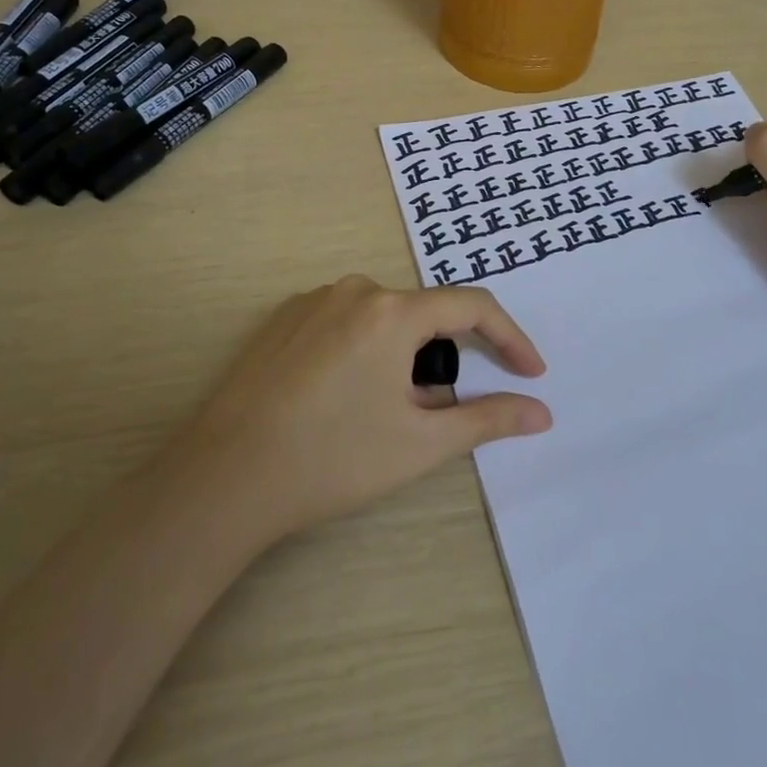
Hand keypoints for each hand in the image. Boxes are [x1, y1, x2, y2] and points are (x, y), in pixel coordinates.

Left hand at [167, 276, 549, 544]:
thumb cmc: (333, 459)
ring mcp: (314, 299)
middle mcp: (356, 289)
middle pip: (424, 314)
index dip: (510, 338)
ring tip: (383, 412)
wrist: (224, 476)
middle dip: (443, 359)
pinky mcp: (284, 317)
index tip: (531, 373)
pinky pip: (345, 322)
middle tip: (434, 412)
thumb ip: (487, 419)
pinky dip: (364, 351)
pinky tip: (341, 398)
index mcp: (393, 311)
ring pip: (383, 319)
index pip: (473, 307)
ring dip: (402, 357)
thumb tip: (542, 413)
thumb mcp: (420, 442)